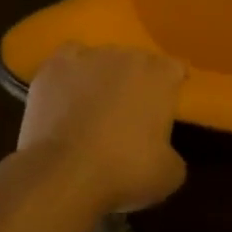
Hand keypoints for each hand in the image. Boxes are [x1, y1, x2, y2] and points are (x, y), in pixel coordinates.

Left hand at [18, 44, 187, 213]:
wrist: (64, 172)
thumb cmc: (124, 171)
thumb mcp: (168, 174)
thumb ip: (173, 153)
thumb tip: (163, 151)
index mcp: (161, 76)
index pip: (175, 68)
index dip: (172, 85)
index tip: (167, 104)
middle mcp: (128, 56)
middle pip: (138, 61)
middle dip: (137, 81)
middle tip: (130, 112)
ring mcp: (90, 56)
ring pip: (103, 58)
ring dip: (104, 76)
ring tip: (95, 105)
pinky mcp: (56, 65)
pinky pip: (70, 56)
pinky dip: (72, 70)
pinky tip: (69, 89)